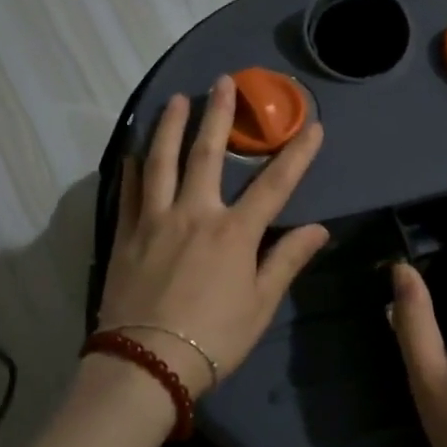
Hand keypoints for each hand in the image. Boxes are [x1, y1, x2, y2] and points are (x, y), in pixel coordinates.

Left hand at [96, 75, 329, 396]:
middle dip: (220, 115)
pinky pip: (130, 191)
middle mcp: (194, 214)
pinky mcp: (127, 234)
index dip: (297, 154)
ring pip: (162, 161)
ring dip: (171, 126)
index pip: (274, 185)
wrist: (146, 364)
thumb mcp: (260, 305)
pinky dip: (133, 167)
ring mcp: (155, 220)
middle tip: (224, 81)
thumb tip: (319, 229)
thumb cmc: (213, 339)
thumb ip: (287, 261)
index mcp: (233, 233)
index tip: (313, 125)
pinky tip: (134, 151)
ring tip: (177, 99)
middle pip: (209, 154)